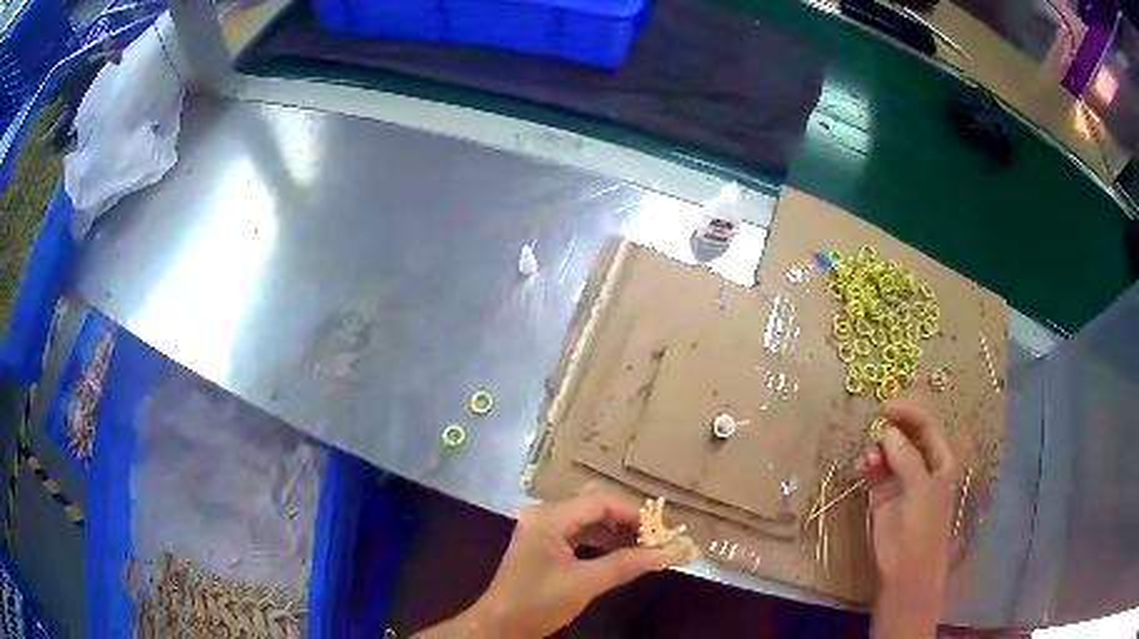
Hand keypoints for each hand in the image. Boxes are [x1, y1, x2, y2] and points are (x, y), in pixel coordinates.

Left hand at [417, 494, 675, 637]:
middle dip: (626, 521)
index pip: (599, 501)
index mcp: (549, 517)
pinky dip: (601, 543)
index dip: (633, 513)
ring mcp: (542, 532)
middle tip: (655, 538)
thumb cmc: (538, 602)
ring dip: (615, 533)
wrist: (500, 626)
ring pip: (587, 522)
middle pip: (593, 508)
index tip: (661, 530)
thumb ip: (626, 564)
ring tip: (643, 548)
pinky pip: (579, 536)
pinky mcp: (544, 549)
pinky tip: (620, 555)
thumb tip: (667, 553)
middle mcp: (544, 517)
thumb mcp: (585, 583)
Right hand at [858, 401, 955, 638]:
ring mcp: (902, 481)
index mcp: (940, 461)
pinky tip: (862, 467)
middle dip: (889, 432)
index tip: (885, 408)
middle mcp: (921, 466)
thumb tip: (889, 431)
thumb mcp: (919, 490)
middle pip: (906, 436)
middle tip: (873, 436)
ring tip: (866, 460)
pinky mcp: (883, 496)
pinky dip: (868, 465)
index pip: (925, 427)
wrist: (905, 572)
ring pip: (888, 453)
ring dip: (876, 450)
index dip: (908, 414)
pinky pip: (875, 471)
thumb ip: (906, 458)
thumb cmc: (921, 528)